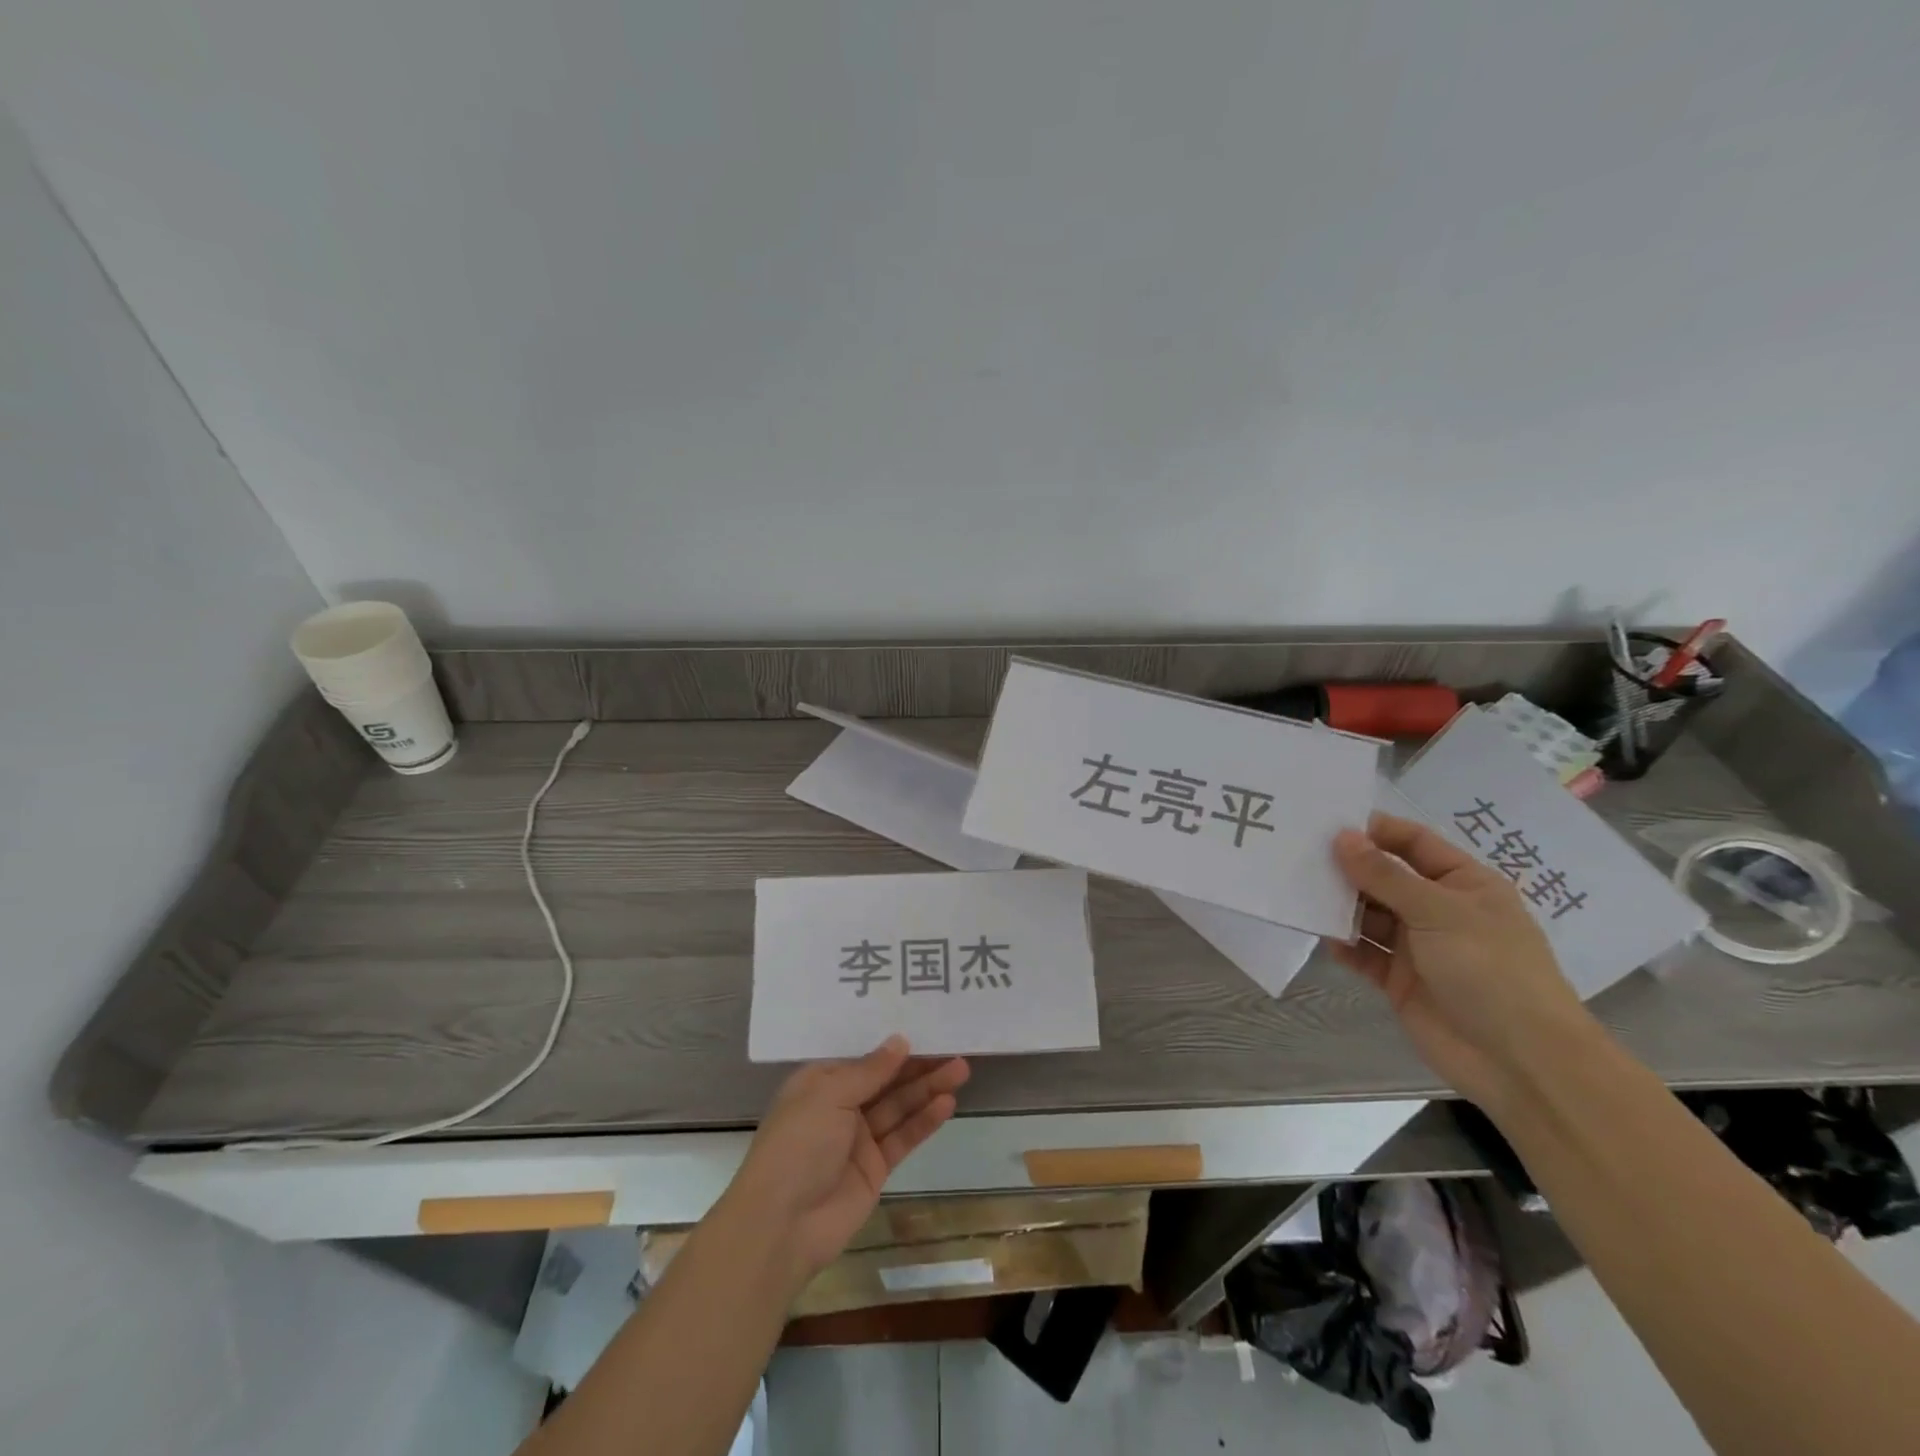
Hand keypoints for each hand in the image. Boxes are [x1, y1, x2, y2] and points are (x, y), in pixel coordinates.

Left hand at [723, 1038, 969, 1287]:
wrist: (782, 1224)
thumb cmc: (798, 1144)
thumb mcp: (829, 1094)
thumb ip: (869, 1069)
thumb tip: (900, 1040)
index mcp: (820, 1081)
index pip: (862, 1055)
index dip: (892, 1042)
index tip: (925, 1023)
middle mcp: (840, 1105)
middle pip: (886, 1079)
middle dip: (918, 1064)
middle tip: (954, 1047)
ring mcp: (858, 1138)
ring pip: (899, 1106)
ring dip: (928, 1088)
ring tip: (961, 1069)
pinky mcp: (875, 1168)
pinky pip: (903, 1137)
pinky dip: (924, 1120)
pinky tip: (947, 1103)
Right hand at [1329, 812, 1598, 1109]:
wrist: (1519, 1062)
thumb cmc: (1490, 970)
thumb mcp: (1438, 912)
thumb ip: (1385, 876)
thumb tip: (1341, 837)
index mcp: (1463, 883)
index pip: (1414, 843)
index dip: (1375, 831)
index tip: (1328, 823)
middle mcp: (1439, 909)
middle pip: (1385, 878)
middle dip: (1348, 868)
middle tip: (1300, 857)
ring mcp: (1418, 946)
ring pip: (1369, 915)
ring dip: (1341, 907)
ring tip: (1304, 896)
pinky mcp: (1400, 980)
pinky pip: (1364, 953)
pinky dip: (1344, 946)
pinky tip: (1326, 940)